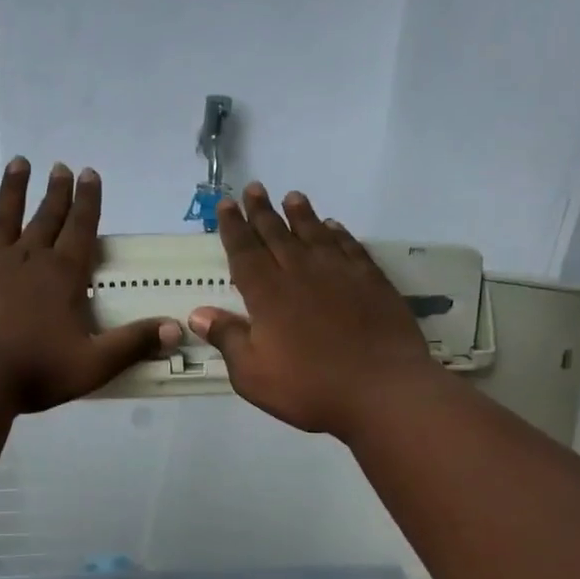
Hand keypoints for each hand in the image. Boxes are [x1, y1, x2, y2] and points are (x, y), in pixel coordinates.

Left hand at [0, 158, 181, 412]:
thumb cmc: (34, 372)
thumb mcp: (94, 364)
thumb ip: (133, 344)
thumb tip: (177, 328)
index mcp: (64, 275)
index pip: (81, 228)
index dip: (88, 201)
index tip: (89, 174)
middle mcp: (29, 256)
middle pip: (46, 216)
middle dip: (57, 192)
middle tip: (62, 168)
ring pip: (6, 213)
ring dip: (15, 187)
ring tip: (20, 163)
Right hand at [189, 184, 439, 440]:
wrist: (381, 390)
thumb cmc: (309, 387)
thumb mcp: (252, 374)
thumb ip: (227, 339)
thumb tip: (198, 313)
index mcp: (267, 293)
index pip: (244, 251)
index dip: (233, 227)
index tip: (226, 205)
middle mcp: (301, 272)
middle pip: (277, 234)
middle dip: (262, 211)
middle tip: (253, 189)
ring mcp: (339, 273)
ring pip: (314, 233)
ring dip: (301, 214)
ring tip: (292, 197)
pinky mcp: (371, 281)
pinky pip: (349, 247)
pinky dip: (338, 233)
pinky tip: (333, 227)